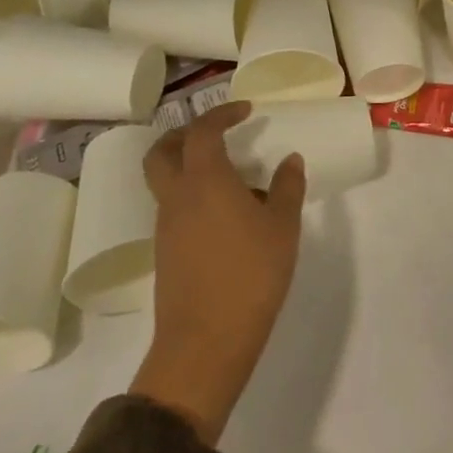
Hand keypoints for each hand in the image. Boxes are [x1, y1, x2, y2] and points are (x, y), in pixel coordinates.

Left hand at [130, 102, 305, 443]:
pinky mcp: (165, 253)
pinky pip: (174, 208)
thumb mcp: (283, 226)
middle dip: (185, 134)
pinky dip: (194, 196)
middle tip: (218, 133)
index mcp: (205, 181)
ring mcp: (166, 227)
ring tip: (235, 178)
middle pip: (162, 152)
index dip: (222, 114)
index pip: (202, 132)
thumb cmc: (251, 274)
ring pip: (166, 181)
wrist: (206, 341)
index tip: (246, 110)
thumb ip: (287, 187)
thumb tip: (290, 160)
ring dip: (191, 167)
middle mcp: (177, 198)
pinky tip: (227, 214)